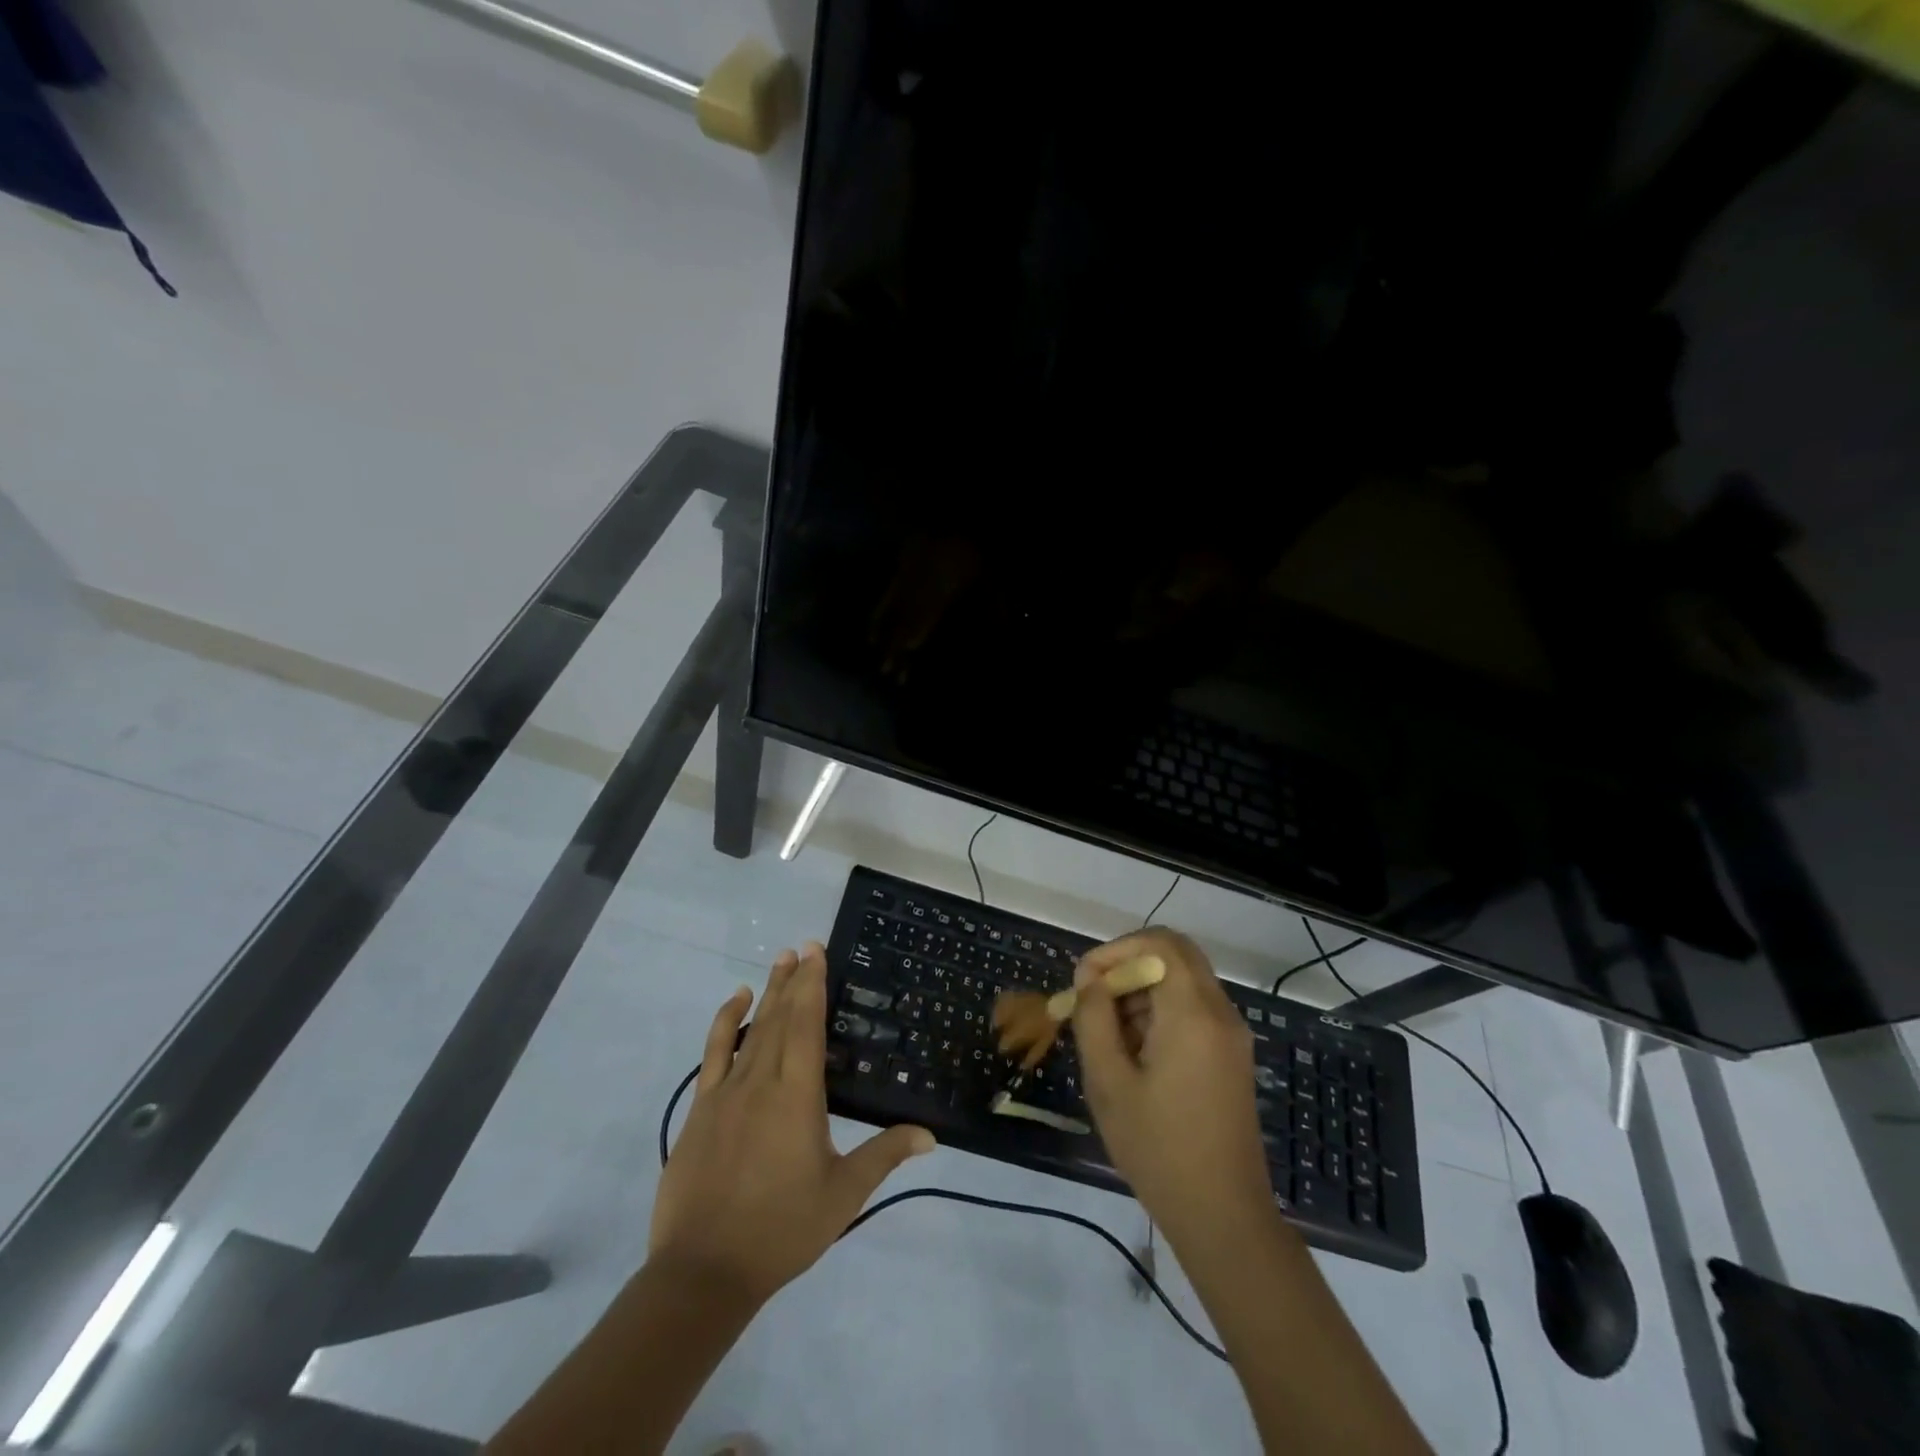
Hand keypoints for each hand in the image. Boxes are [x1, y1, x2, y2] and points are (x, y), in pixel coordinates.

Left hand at [649, 944, 935, 1305]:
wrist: (703, 1271)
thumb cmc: (781, 1230)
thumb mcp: (842, 1195)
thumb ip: (884, 1155)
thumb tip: (930, 1135)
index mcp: (798, 1095)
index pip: (807, 1025)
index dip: (813, 985)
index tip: (816, 952)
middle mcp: (762, 1081)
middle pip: (780, 1018)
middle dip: (793, 980)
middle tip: (803, 946)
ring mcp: (727, 1092)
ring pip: (751, 1028)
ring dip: (767, 992)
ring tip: (779, 961)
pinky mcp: (702, 1108)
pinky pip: (713, 1052)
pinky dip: (724, 1022)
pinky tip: (735, 1002)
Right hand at [1072, 929, 1272, 1239]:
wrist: (1223, 1217)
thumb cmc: (1159, 1149)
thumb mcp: (1109, 1082)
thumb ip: (1094, 1018)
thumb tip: (1090, 978)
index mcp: (1193, 1013)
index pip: (1160, 943)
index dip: (1117, 949)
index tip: (1085, 980)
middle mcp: (1220, 1013)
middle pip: (1176, 955)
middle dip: (1129, 964)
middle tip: (1094, 996)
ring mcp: (1231, 1035)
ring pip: (1184, 981)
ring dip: (1143, 989)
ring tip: (1106, 1033)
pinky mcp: (1231, 1056)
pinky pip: (1194, 1009)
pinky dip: (1161, 1011)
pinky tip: (1133, 1052)